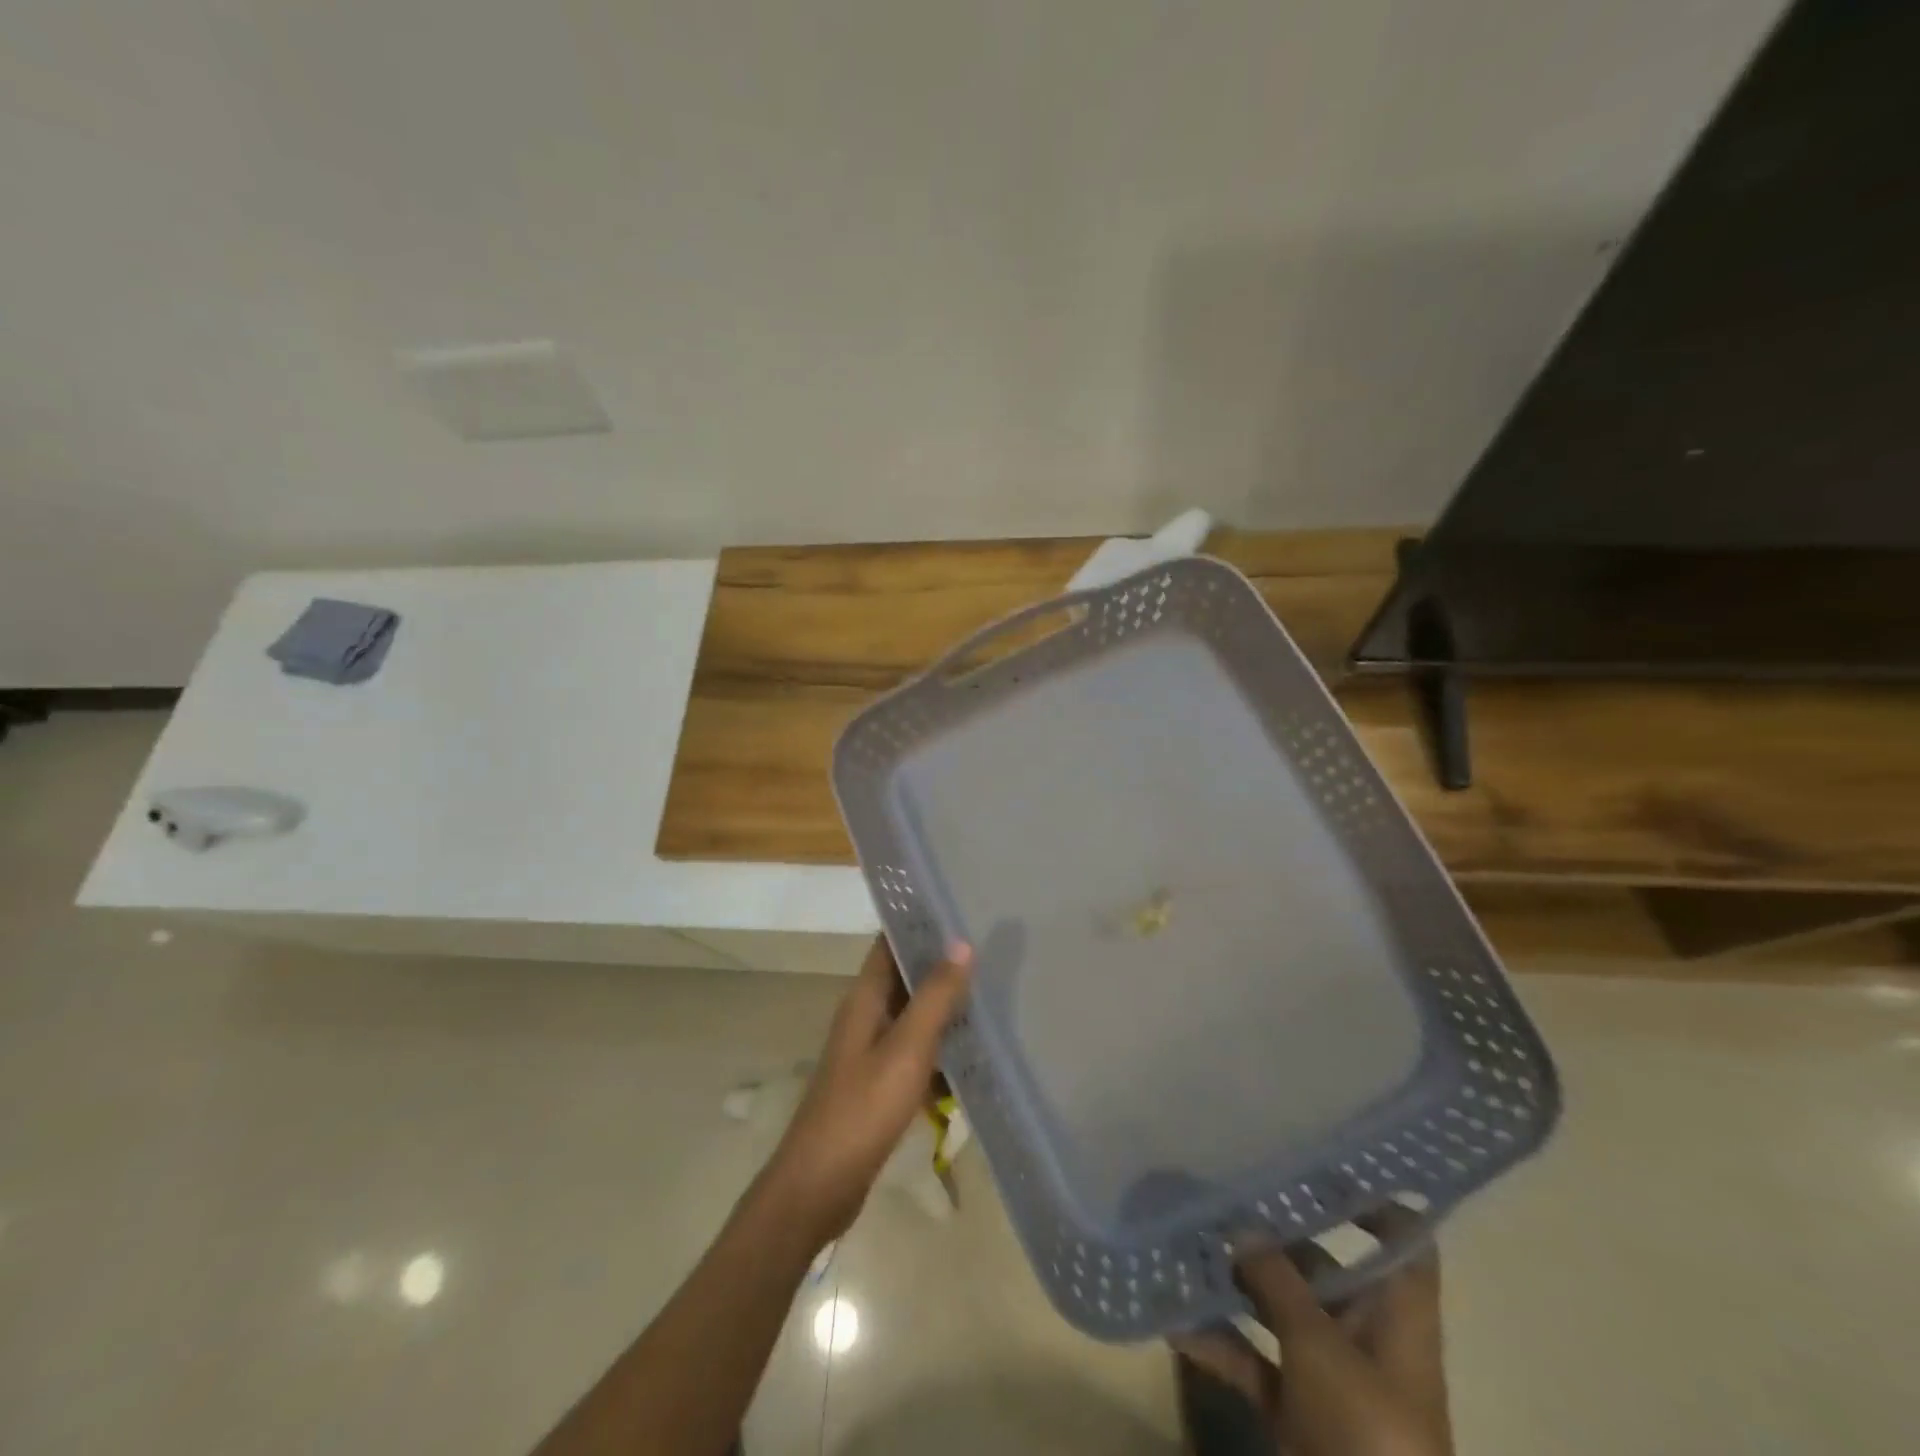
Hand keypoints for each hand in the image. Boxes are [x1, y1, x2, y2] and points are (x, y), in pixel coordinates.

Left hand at [763, 936, 972, 1242]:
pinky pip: (915, 1051)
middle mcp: (865, 1015)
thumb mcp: (906, 1049)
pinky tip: (973, 1053)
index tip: (961, 908)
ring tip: (992, 993)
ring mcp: (871, 1051)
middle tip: (991, 950)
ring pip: (913, 1014)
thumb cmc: (863, 1109)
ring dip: (945, 1006)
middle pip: (905, 976)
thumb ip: (935, 996)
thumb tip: (961, 943)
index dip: (920, 923)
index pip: (890, 942)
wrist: (820, 1185)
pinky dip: (940, 1046)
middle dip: (942, 964)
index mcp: (865, 998)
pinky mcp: (879, 1083)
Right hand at [1171, 1207, 1451, 1455]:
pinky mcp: (1297, 1407)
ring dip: (1237, 1282)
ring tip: (1186, 1240)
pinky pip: (1254, 1358)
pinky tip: (1173, 1319)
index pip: (1399, 1237)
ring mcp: (1328, 1370)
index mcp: (1395, 1311)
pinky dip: (1219, 1341)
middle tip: (1222, 1188)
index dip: (1371, 1197)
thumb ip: (1278, 1280)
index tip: (1317, 1159)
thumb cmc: (1368, 1428)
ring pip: (1279, 1308)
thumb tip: (1242, 1224)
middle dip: (1273, 1233)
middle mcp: (1364, 1330)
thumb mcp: (1320, 1345)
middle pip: (1322, 1264)